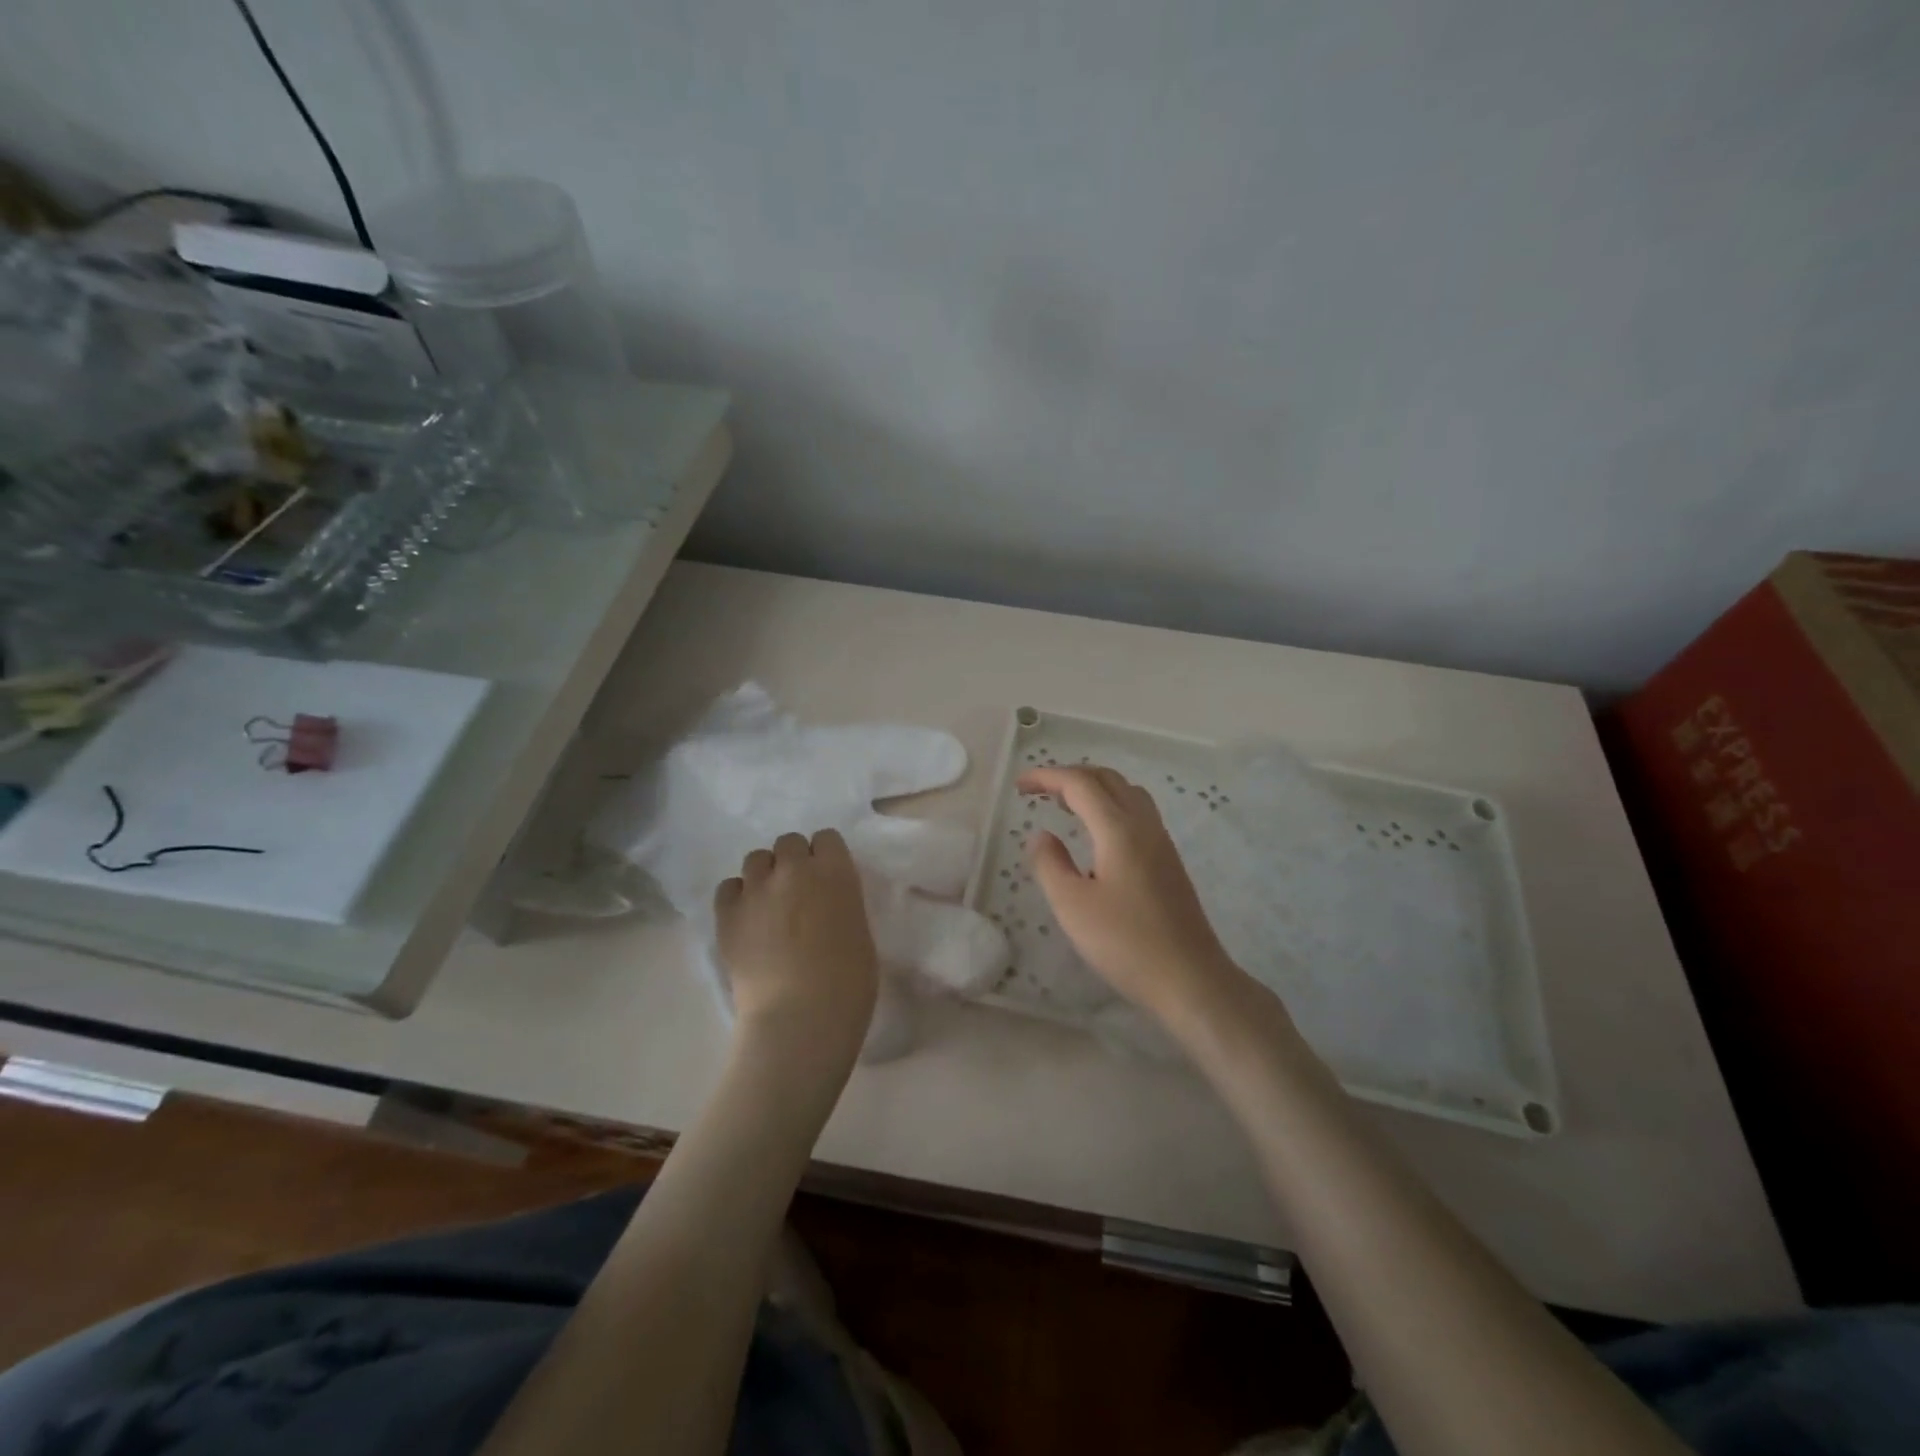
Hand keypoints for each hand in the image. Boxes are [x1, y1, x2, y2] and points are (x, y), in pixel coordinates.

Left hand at [714, 830, 878, 1066]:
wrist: (800, 1018)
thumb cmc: (848, 984)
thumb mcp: (859, 932)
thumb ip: (841, 904)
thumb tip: (825, 904)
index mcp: (835, 873)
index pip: (827, 838)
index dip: (825, 856)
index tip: (826, 878)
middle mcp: (794, 870)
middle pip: (788, 842)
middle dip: (793, 861)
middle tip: (797, 892)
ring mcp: (757, 889)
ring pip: (756, 859)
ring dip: (765, 875)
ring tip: (768, 904)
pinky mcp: (727, 913)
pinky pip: (728, 886)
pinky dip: (738, 896)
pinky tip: (746, 919)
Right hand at [1020, 765, 1247, 1029]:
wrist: (1190, 978)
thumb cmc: (1125, 943)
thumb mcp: (1072, 906)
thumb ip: (1050, 864)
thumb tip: (1041, 835)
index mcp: (1119, 829)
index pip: (1080, 784)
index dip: (1047, 776)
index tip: (1019, 785)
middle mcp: (1144, 825)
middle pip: (1107, 779)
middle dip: (1070, 776)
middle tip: (1039, 791)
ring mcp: (1161, 842)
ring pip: (1126, 793)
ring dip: (1093, 788)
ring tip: (1065, 805)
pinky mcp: (1168, 861)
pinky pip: (1137, 813)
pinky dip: (1109, 806)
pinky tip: (1097, 835)